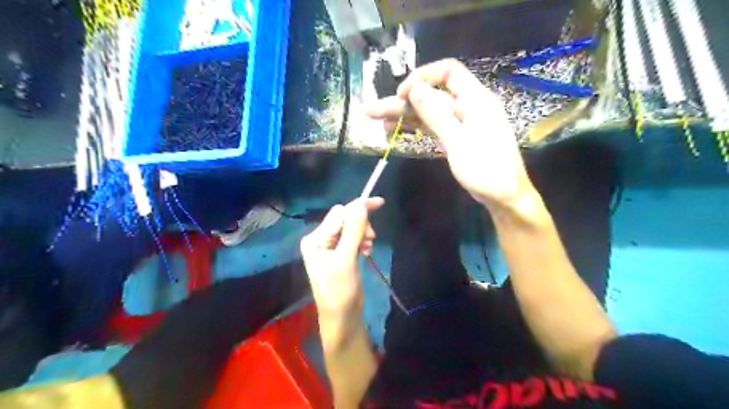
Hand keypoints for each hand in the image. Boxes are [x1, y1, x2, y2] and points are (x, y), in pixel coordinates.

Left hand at [299, 198, 383, 321]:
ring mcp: (330, 247)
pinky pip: (353, 238)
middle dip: (360, 224)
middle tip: (371, 238)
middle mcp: (320, 240)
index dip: (358, 208)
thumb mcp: (345, 260)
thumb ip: (352, 232)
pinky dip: (362, 241)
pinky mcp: (340, 253)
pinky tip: (366, 251)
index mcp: (315, 239)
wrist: (342, 318)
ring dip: (362, 234)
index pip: (338, 215)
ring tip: (368, 248)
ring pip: (351, 228)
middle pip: (344, 219)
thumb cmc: (340, 291)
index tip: (380, 203)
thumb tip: (361, 205)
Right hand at [371, 58, 533, 211]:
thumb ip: (436, 114)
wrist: (504, 197)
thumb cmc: (485, 169)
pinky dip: (416, 128)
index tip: (402, 94)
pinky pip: (433, 127)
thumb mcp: (458, 141)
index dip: (423, 77)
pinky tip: (396, 131)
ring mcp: (460, 124)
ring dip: (404, 116)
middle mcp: (467, 107)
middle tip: (372, 111)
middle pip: (431, 96)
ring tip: (377, 121)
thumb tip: (415, 88)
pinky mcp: (456, 138)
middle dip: (402, 102)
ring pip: (428, 113)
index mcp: (475, 100)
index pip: (448, 73)